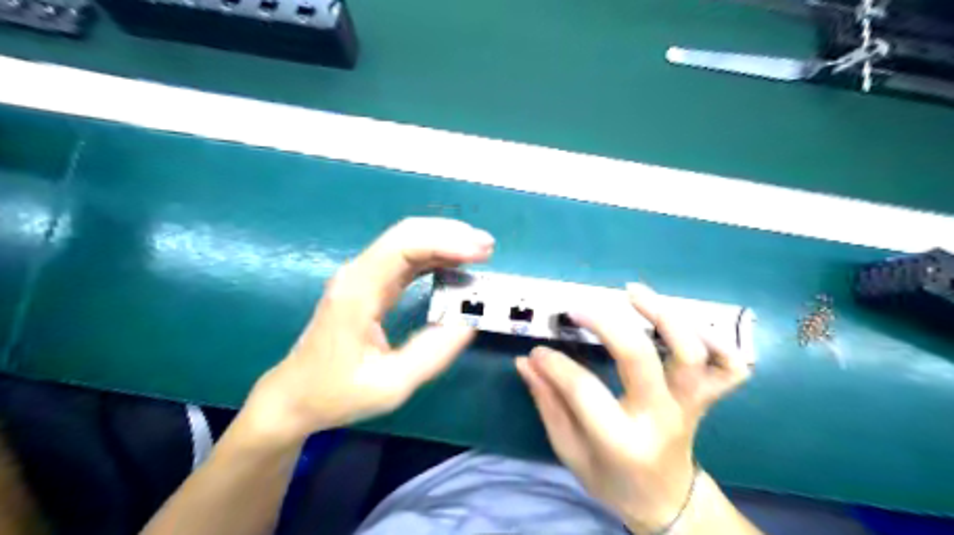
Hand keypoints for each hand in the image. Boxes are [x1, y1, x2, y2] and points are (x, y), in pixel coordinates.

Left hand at [242, 217, 490, 447]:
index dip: (445, 241)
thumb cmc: (337, 393)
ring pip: (406, 241)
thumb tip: (469, 322)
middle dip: (450, 234)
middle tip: (487, 247)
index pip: (403, 246)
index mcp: (358, 292)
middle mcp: (358, 274)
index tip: (480, 253)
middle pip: (406, 234)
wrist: (294, 396)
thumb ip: (432, 353)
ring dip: (444, 241)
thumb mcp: (391, 385)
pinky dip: (434, 256)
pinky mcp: (368, 284)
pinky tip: (455, 264)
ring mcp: (362, 277)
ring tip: (480, 253)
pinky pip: (405, 258)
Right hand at [516, 281, 751, 532]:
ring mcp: (689, 405)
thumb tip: (528, 361)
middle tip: (576, 308)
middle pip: (639, 356)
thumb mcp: (569, 451)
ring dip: (663, 314)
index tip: (538, 352)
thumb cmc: (612, 480)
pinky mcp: (705, 398)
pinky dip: (717, 340)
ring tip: (632, 292)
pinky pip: (729, 367)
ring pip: (690, 352)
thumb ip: (548, 403)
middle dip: (604, 323)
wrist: (665, 501)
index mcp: (622, 441)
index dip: (555, 365)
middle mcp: (661, 417)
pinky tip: (686, 322)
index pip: (583, 390)